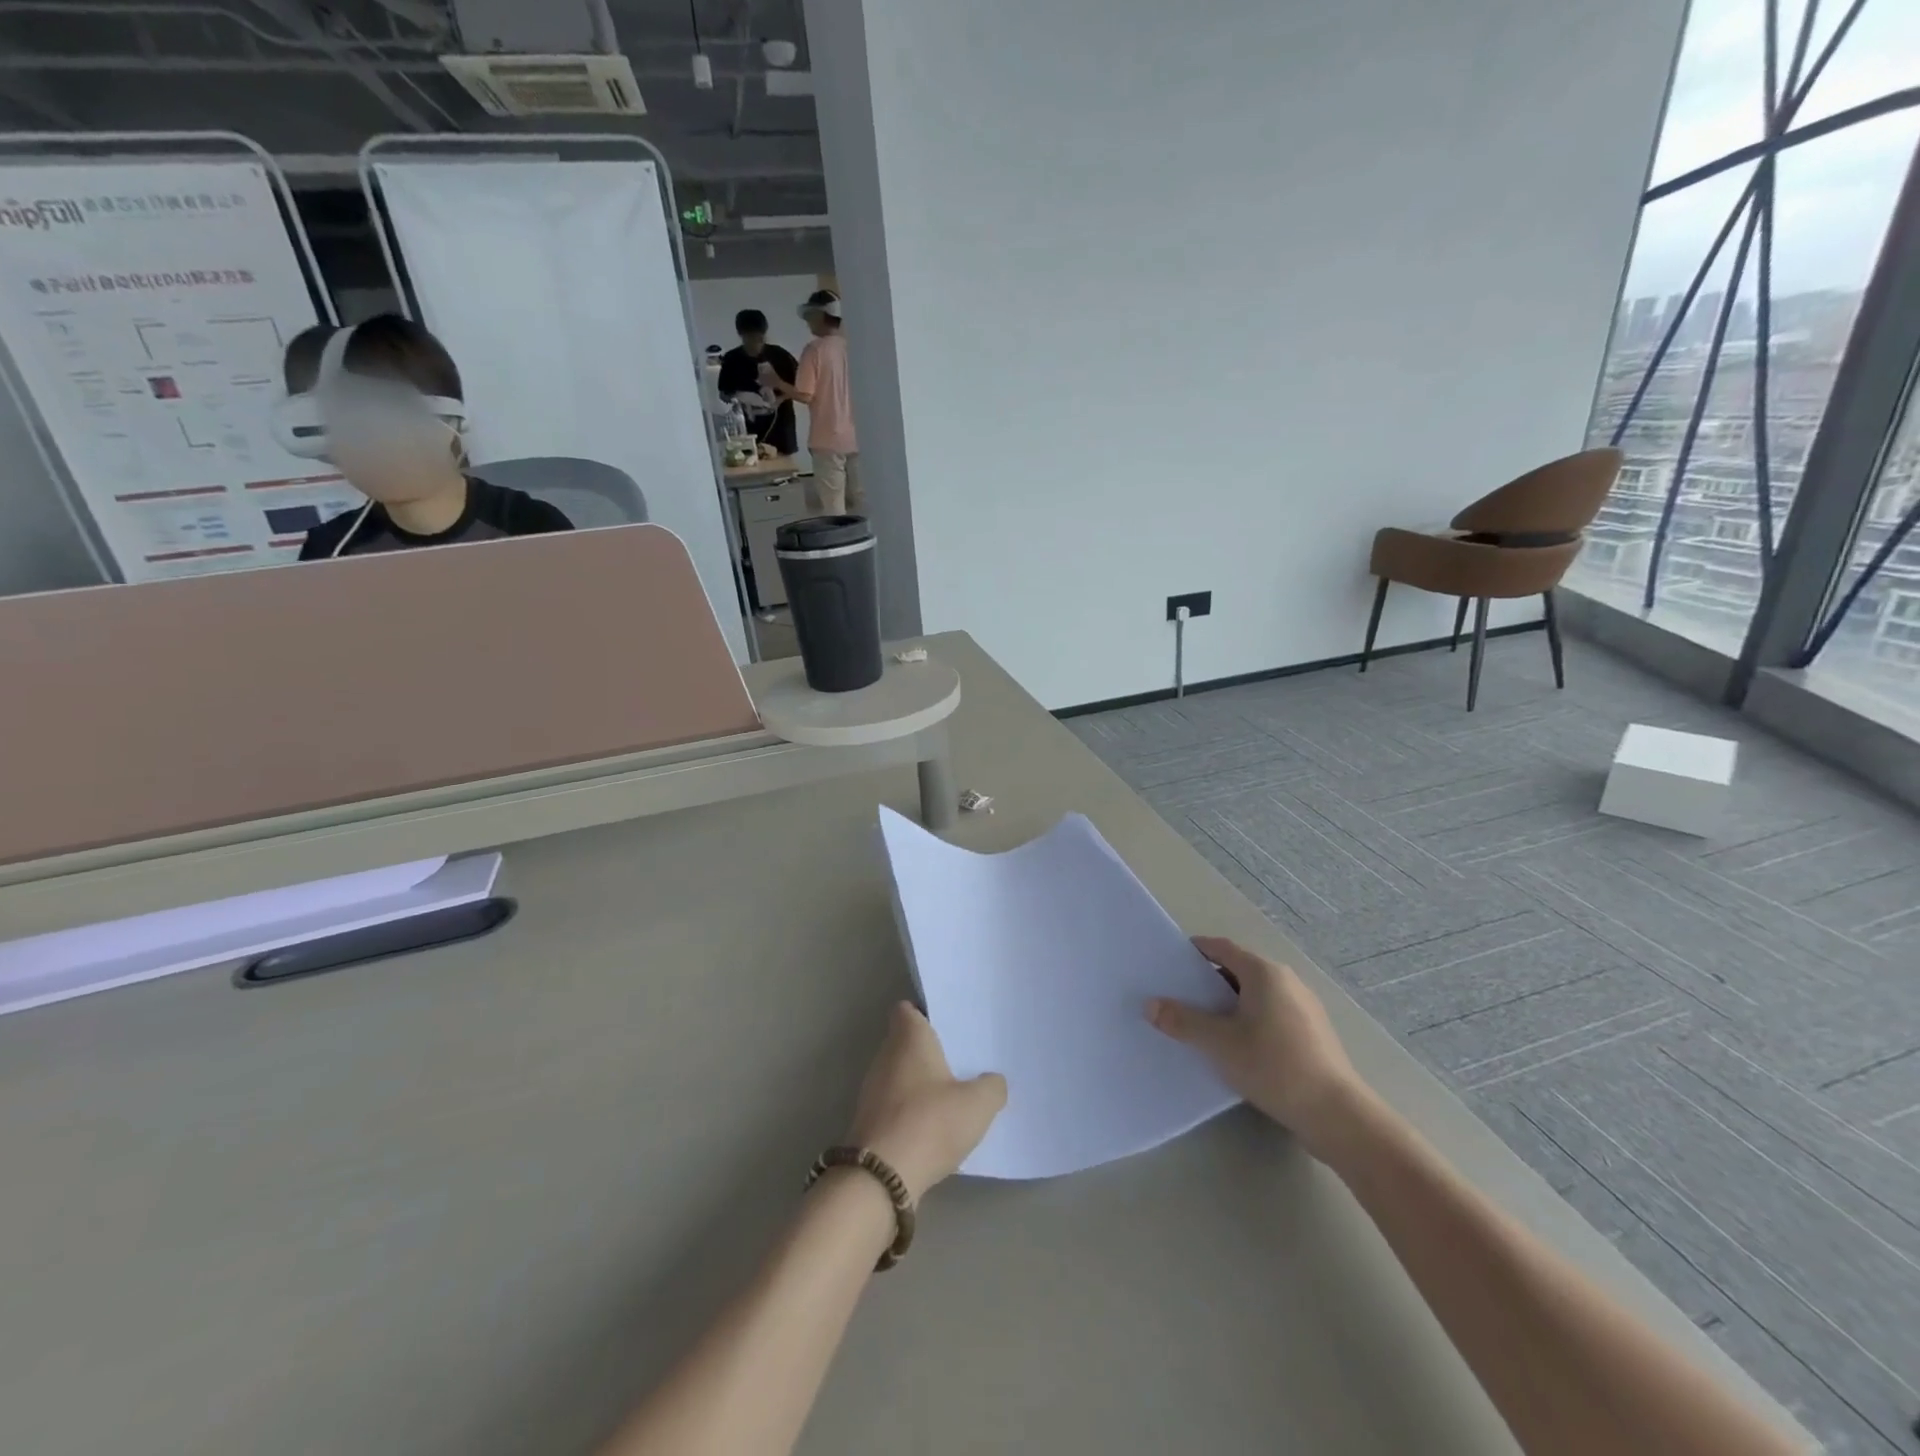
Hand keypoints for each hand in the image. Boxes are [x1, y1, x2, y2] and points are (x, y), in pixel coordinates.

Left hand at [848, 1003, 1006, 1201]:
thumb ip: (992, 1087)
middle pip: (905, 1042)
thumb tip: (993, 1081)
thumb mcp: (977, 1104)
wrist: (881, 1178)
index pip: (907, 1009)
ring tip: (951, 1097)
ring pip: (899, 1074)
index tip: (947, 1026)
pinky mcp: (869, 1121)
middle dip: (928, 1051)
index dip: (925, 1013)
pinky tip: (933, 1128)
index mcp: (908, 1038)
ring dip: (919, 1084)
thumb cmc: (929, 1123)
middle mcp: (885, 1056)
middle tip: (960, 1061)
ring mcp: (872, 1089)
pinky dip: (910, 1111)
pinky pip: (894, 1104)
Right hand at [1148, 937, 1363, 1157]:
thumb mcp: (1219, 1043)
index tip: (1170, 962)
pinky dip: (1249, 1020)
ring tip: (1203, 1024)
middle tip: (1179, 996)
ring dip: (1229, 1004)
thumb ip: (1182, 1021)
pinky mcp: (1313, 1033)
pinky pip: (1271, 1014)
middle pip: (1238, 970)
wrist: (1336, 1115)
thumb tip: (1149, 1005)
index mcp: (1264, 972)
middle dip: (1208, 981)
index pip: (1222, 948)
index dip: (1195, 951)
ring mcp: (1304, 1007)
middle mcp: (1287, 981)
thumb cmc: (1274, 1066)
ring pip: (1256, 995)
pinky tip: (1237, 1047)